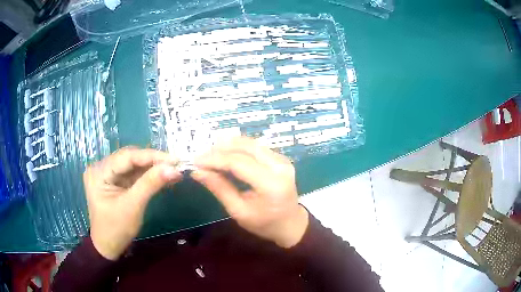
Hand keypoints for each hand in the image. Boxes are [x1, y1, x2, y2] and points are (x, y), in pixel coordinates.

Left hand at [83, 147, 181, 259]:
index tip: (174, 159)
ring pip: (133, 165)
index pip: (126, 157)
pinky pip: (133, 174)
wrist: (108, 247)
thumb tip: (173, 168)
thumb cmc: (116, 229)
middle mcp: (101, 167)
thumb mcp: (133, 206)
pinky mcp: (115, 181)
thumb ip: (151, 184)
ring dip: (152, 167)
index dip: (151, 156)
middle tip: (175, 164)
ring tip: (172, 169)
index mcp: (99, 172)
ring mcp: (108, 174)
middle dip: (152, 161)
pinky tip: (162, 175)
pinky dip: (148, 175)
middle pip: (129, 158)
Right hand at [192, 137, 308, 247]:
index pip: (238, 163)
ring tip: (211, 155)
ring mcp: (282, 160)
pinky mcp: (281, 158)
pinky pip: (256, 147)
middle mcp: (280, 167)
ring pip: (251, 143)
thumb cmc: (265, 224)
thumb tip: (198, 172)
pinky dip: (238, 148)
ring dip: (229, 146)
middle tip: (202, 157)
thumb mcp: (239, 212)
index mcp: (271, 185)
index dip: (215, 159)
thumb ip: (220, 189)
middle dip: (220, 149)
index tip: (196, 161)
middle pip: (245, 147)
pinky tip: (226, 155)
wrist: (291, 224)